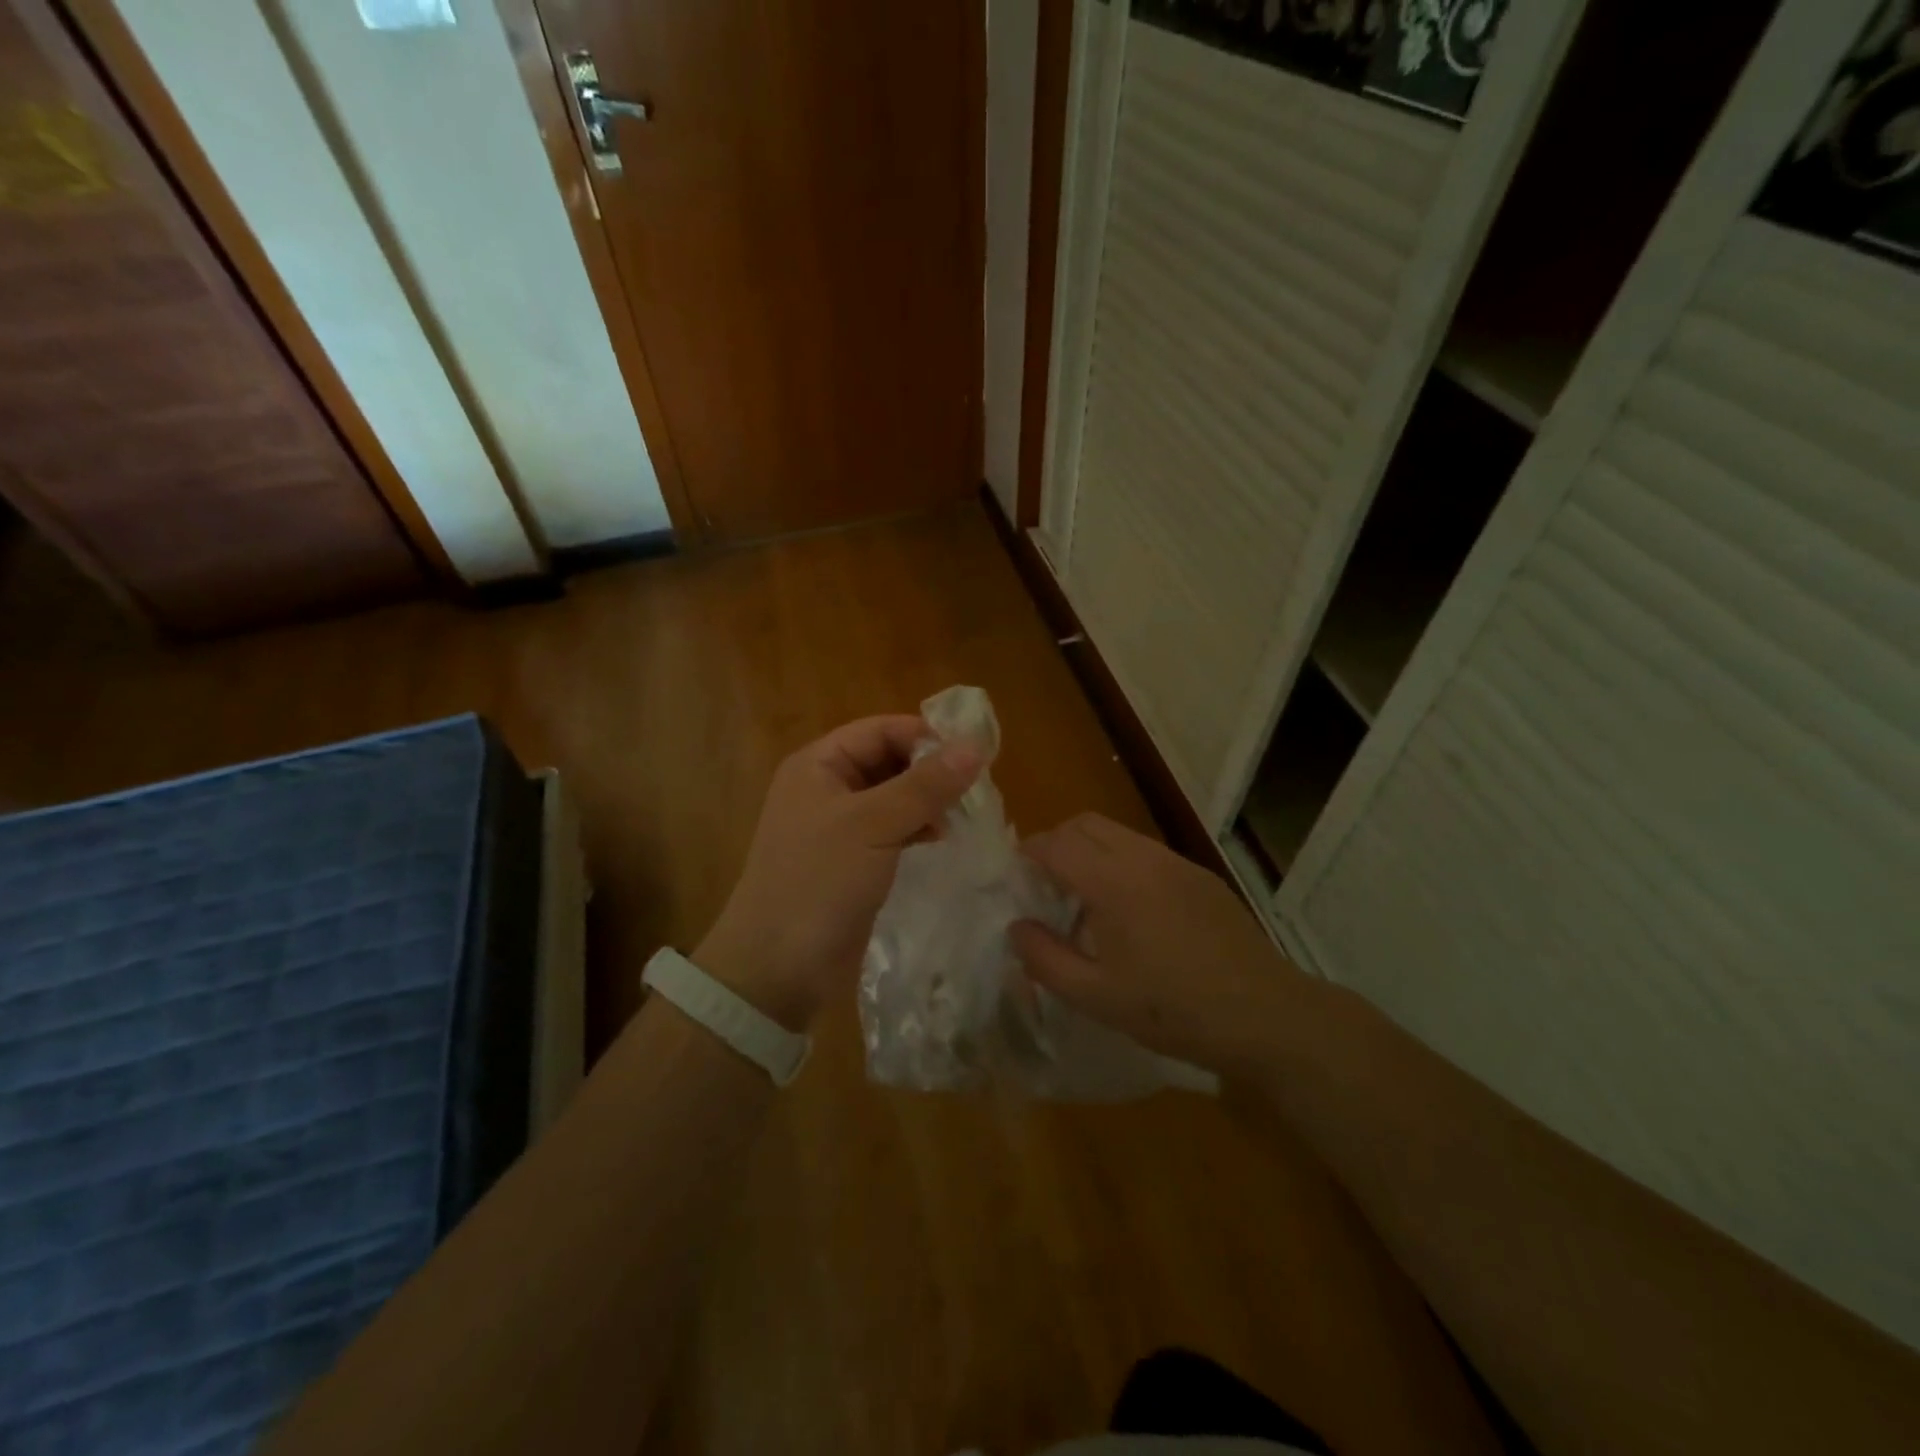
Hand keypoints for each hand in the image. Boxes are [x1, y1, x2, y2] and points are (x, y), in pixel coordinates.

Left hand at [694, 715, 981, 1030]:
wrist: (777, 968)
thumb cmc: (819, 882)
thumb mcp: (873, 825)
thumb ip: (926, 785)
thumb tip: (976, 746)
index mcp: (819, 764)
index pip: (881, 730)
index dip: (926, 736)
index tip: (975, 754)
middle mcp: (827, 787)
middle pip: (889, 760)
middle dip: (930, 771)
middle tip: (976, 788)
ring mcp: (838, 826)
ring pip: (894, 797)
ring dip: (928, 801)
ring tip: (964, 815)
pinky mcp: (852, 860)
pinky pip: (891, 829)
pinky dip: (917, 828)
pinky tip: (941, 839)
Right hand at [1009, 814, 1304, 1071]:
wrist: (1265, 1014)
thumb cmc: (1174, 1010)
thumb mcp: (1097, 997)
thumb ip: (1046, 959)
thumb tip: (1017, 927)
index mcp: (1114, 883)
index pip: (1056, 843)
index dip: (1028, 854)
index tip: (1016, 879)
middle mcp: (1144, 858)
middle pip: (1085, 823)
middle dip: (1056, 843)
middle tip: (1046, 886)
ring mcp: (1176, 863)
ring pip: (1117, 833)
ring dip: (1090, 851)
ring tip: (1086, 901)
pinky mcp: (1199, 876)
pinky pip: (1146, 852)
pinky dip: (1121, 863)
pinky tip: (1131, 912)